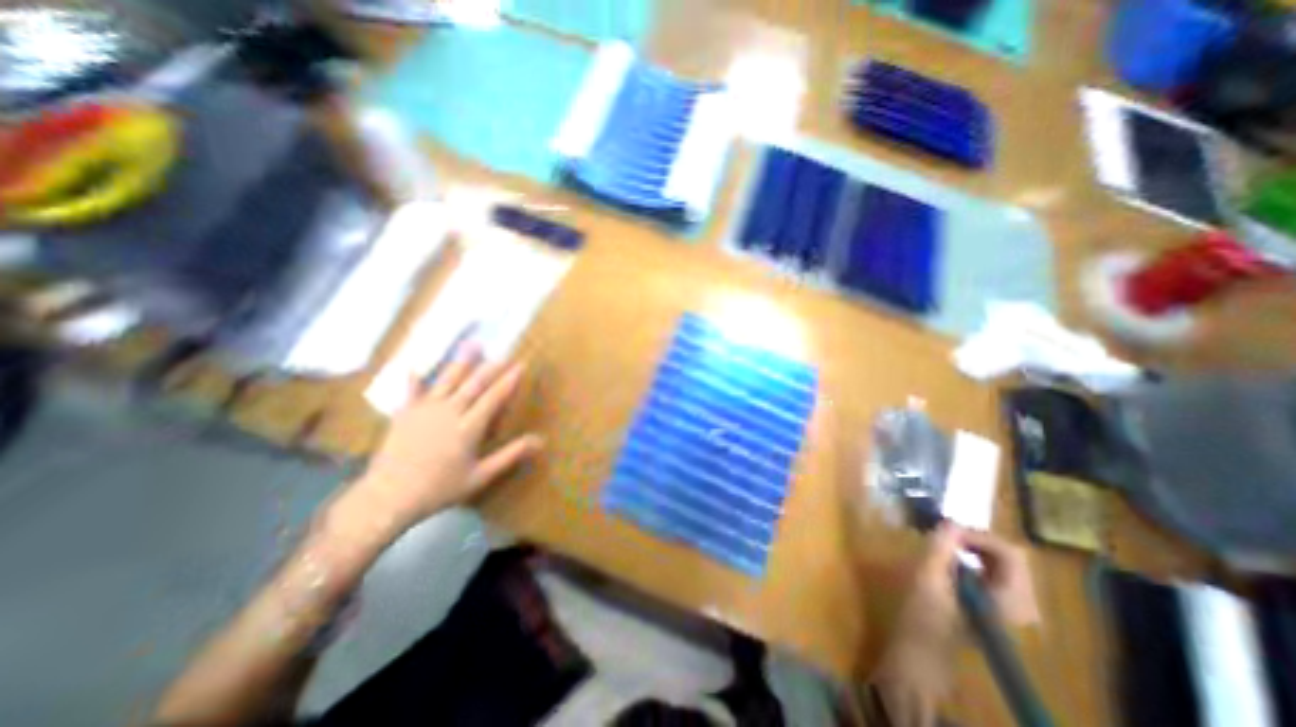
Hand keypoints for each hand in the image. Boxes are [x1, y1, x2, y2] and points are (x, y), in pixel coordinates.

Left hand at [335, 347, 542, 539]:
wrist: (388, 497)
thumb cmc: (440, 488)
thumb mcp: (481, 476)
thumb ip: (510, 455)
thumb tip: (540, 441)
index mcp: (469, 427)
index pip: (494, 397)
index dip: (509, 380)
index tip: (521, 365)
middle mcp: (450, 411)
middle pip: (474, 384)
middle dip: (491, 367)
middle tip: (504, 353)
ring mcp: (425, 410)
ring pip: (448, 380)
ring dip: (462, 362)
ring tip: (473, 344)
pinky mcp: (404, 413)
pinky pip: (411, 390)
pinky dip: (414, 378)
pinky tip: (414, 366)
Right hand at [869, 522, 1040, 713]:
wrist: (924, 651)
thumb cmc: (925, 617)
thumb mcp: (928, 578)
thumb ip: (941, 548)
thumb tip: (949, 521)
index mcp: (1011, 601)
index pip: (1010, 554)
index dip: (978, 535)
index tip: (947, 530)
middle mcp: (1023, 604)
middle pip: (1010, 557)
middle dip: (976, 540)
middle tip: (945, 534)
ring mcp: (1013, 607)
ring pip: (1003, 563)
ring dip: (974, 548)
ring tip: (945, 544)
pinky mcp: (1000, 607)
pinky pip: (996, 573)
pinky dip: (975, 559)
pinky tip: (951, 560)